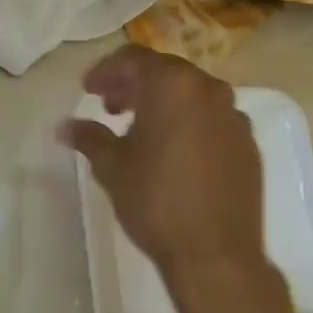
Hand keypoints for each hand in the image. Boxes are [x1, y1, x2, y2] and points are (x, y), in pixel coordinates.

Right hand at [59, 45, 267, 283]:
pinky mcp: (248, 144)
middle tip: (108, 106)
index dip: (106, 71)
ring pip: (191, 95)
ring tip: (137, 130)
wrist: (215, 253)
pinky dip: (187, 123)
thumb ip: (89, 137)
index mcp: (174, 87)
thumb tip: (65, 127)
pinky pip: (211, 119)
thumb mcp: (112, 166)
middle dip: (133, 85)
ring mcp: (235, 117)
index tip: (87, 89)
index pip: (134, 59)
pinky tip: (171, 152)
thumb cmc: (155, 201)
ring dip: (161, 103)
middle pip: (165, 73)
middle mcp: (210, 91)